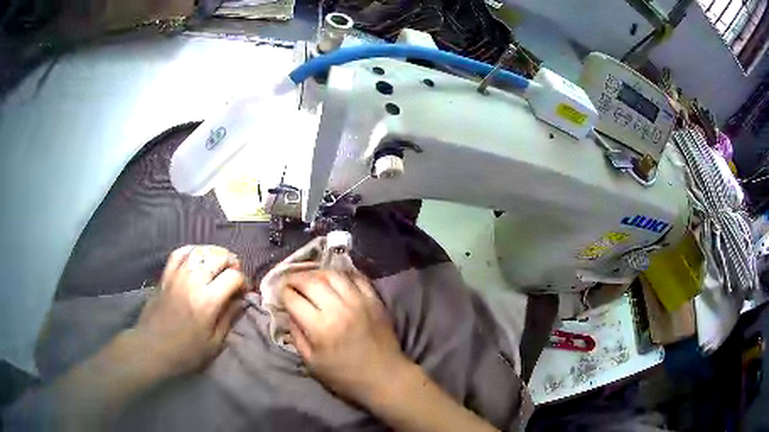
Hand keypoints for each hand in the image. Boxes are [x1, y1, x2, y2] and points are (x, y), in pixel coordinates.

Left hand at [130, 245, 245, 376]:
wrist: (152, 348)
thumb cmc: (186, 352)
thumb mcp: (214, 343)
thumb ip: (229, 318)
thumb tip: (242, 300)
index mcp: (208, 301)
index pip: (233, 277)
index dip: (243, 281)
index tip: (243, 292)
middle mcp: (193, 282)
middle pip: (217, 257)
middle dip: (231, 262)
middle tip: (234, 274)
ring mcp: (177, 275)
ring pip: (199, 251)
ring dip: (213, 254)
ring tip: (218, 263)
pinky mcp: (165, 275)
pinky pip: (179, 253)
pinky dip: (191, 250)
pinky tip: (197, 257)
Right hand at [280, 270, 407, 403]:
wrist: (384, 377)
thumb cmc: (345, 376)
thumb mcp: (312, 362)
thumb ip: (297, 335)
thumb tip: (290, 313)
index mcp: (320, 327)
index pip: (294, 298)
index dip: (283, 292)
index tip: (280, 293)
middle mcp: (339, 309)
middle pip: (311, 281)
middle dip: (295, 278)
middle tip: (291, 282)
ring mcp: (359, 301)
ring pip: (333, 274)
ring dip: (317, 273)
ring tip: (311, 279)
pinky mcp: (375, 300)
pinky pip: (356, 277)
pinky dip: (342, 275)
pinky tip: (335, 280)